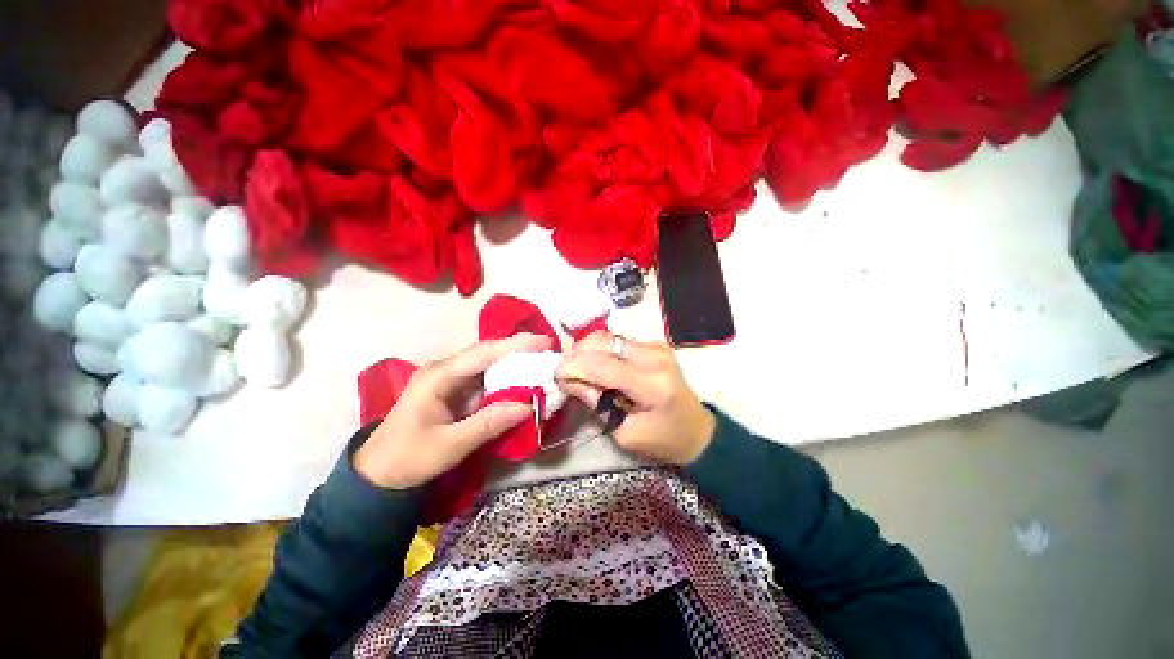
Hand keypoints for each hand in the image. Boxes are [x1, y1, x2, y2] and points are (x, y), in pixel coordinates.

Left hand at [355, 334, 551, 488]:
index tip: (544, 342)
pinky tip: (525, 382)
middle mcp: (446, 370)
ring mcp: (452, 380)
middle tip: (550, 352)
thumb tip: (529, 405)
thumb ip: (488, 424)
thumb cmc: (408, 458)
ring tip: (543, 364)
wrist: (379, 474)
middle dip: (520, 351)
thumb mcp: (449, 445)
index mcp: (439, 376)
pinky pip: (487, 380)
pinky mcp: (457, 391)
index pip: (482, 353)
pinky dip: (507, 380)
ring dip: (516, 364)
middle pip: (488, 353)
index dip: (514, 345)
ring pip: (489, 365)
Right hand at [555, 332, 715, 465]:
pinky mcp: (654, 345)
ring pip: (608, 336)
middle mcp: (654, 357)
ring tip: (578, 369)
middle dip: (576, 353)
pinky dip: (601, 350)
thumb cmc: (663, 440)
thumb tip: (568, 380)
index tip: (556, 376)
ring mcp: (656, 347)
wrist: (697, 430)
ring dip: (587, 350)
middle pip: (603, 341)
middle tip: (565, 372)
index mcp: (651, 384)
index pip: (601, 365)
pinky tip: (597, 366)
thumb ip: (597, 403)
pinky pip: (618, 341)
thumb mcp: (625, 433)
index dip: (572, 366)